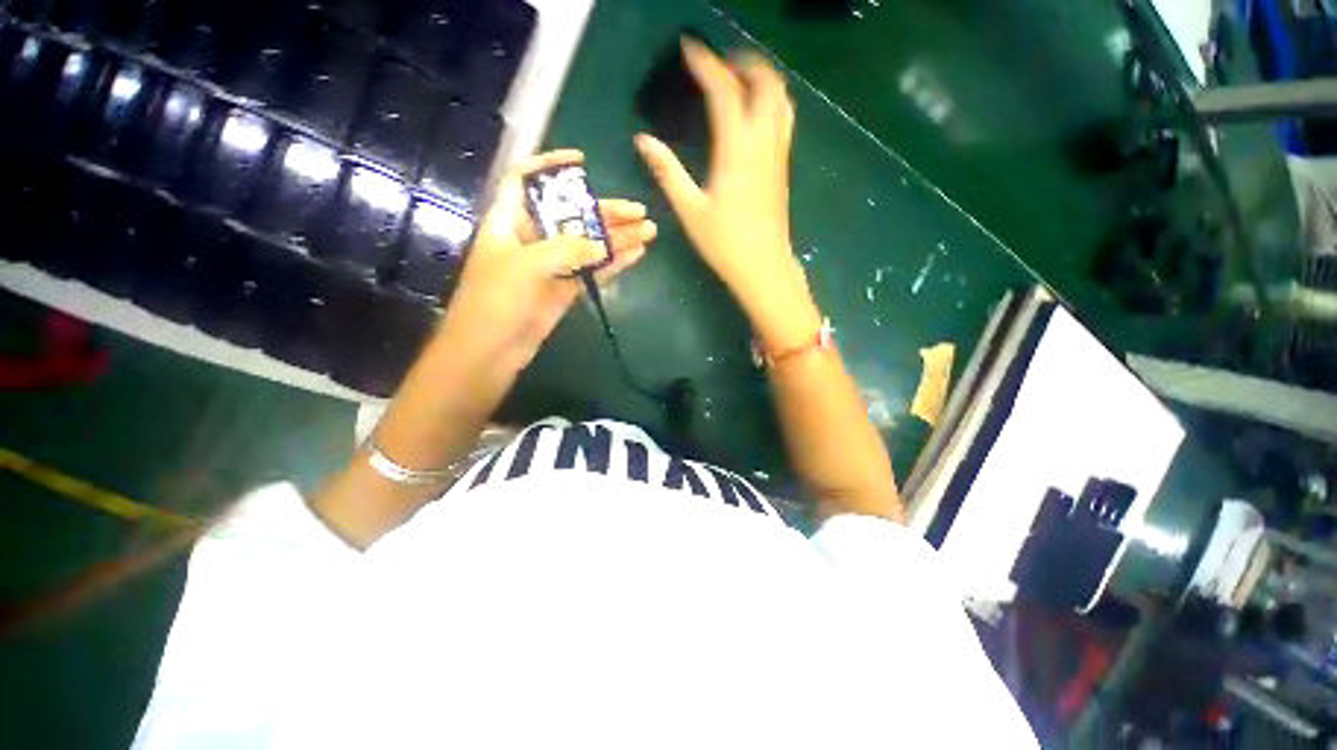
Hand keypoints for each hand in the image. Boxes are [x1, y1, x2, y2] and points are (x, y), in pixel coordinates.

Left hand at [435, 150, 655, 388]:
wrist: (491, 351)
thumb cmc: (495, 302)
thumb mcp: (525, 266)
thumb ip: (566, 249)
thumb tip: (603, 246)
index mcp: (509, 221)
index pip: (526, 179)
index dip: (550, 165)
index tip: (583, 161)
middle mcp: (531, 238)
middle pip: (571, 214)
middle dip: (604, 211)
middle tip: (639, 210)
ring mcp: (551, 265)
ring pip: (588, 244)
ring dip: (617, 238)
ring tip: (648, 231)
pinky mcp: (565, 289)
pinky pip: (593, 270)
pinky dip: (614, 263)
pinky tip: (636, 255)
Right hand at [635, 39, 816, 347]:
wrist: (764, 267)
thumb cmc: (724, 243)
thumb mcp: (690, 210)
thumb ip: (667, 171)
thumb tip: (643, 140)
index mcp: (736, 150)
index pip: (724, 90)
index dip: (706, 63)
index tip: (690, 47)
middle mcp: (763, 142)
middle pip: (765, 82)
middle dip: (743, 62)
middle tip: (717, 65)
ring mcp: (778, 153)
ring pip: (781, 98)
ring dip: (761, 79)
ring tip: (737, 81)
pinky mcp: (783, 166)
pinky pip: (783, 118)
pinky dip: (770, 100)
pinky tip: (752, 113)